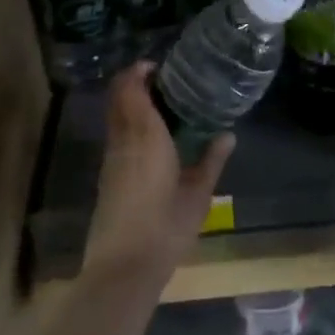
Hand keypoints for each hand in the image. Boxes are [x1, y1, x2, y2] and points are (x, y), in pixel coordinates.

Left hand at [83, 62, 233, 291]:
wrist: (123, 268)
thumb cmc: (166, 226)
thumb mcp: (199, 194)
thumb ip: (212, 160)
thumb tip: (228, 135)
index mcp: (145, 135)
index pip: (130, 89)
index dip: (138, 71)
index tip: (159, 66)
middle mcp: (122, 140)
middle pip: (118, 98)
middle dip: (133, 83)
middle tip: (164, 82)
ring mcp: (111, 159)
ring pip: (115, 118)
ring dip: (130, 104)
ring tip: (162, 107)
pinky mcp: (107, 177)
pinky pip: (116, 136)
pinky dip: (129, 125)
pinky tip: (152, 139)